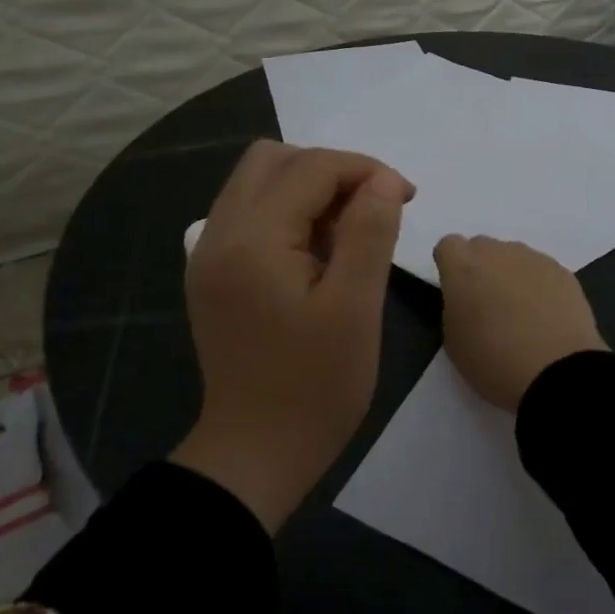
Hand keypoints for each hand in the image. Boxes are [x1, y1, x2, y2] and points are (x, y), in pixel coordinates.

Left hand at [172, 141, 411, 530]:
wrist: (255, 454)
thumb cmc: (315, 386)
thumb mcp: (356, 307)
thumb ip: (369, 232)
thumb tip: (382, 180)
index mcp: (253, 238)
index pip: (311, 167)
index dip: (364, 170)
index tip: (405, 198)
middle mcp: (219, 233)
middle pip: (273, 160)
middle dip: (331, 171)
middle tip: (371, 210)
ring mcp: (208, 253)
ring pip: (257, 182)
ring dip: (307, 188)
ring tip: (347, 231)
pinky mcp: (212, 274)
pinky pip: (248, 214)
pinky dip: (286, 212)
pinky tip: (315, 252)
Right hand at [433, 235, 605, 411]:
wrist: (556, 373)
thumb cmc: (494, 362)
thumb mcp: (454, 341)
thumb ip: (455, 307)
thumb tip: (468, 298)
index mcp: (463, 268)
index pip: (448, 245)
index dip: (451, 266)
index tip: (457, 290)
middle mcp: (497, 253)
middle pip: (482, 246)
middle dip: (481, 267)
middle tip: (488, 302)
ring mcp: (533, 259)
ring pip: (513, 256)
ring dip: (510, 274)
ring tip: (521, 311)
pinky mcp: (562, 271)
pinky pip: (541, 270)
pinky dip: (539, 285)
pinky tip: (546, 315)